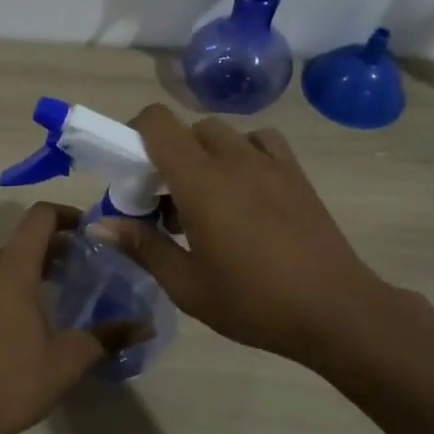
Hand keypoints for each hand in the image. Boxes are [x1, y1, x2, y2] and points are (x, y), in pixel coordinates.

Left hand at [0, 203, 127, 433]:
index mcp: (11, 269)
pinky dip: (4, 288)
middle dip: (52, 249)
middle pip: (21, 241)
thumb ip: (108, 336)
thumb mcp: (69, 359)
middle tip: (81, 270)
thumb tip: (146, 327)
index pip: (39, 217)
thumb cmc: (14, 381)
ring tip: (53, 296)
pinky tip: (19, 321)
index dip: (66, 215)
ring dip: (28, 269)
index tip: (88, 232)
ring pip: (0, 264)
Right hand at [97, 105, 408, 370]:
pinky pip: (261, 142)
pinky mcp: (296, 174)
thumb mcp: (187, 285)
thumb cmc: (253, 302)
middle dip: (167, 155)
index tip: (129, 172)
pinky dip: (243, 153)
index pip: (157, 123)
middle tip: (166, 203)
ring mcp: (270, 163)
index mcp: (200, 182)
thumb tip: (98, 225)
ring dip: (204, 155)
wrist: (335, 311)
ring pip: (223, 134)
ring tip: (207, 199)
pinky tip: (245, 190)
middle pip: (188, 130)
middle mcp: (234, 159)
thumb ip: (142, 247)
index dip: (133, 134)